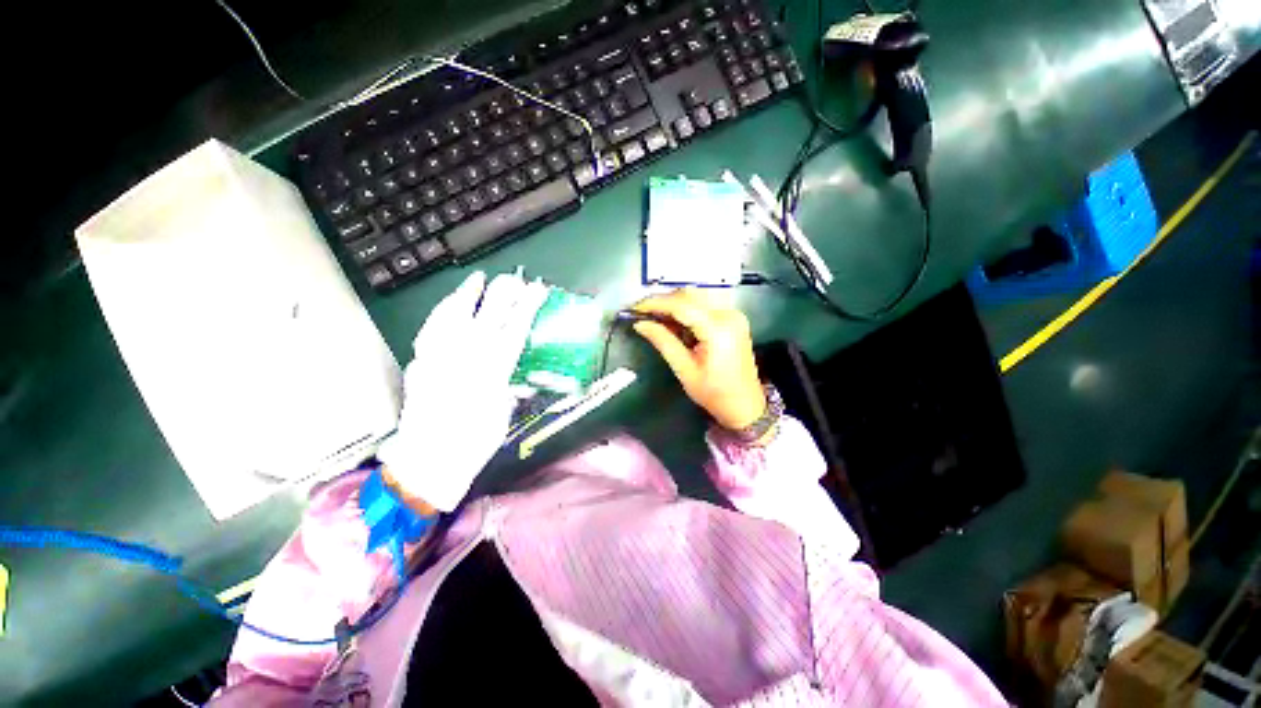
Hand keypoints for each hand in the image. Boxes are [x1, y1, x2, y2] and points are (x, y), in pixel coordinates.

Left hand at [376, 271, 547, 510]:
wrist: (430, 460)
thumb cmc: (475, 442)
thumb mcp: (504, 412)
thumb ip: (509, 387)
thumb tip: (517, 378)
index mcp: (492, 370)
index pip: (514, 329)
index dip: (527, 307)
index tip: (538, 291)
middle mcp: (464, 357)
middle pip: (487, 315)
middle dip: (504, 293)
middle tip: (515, 279)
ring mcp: (438, 356)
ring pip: (453, 315)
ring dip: (468, 295)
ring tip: (477, 279)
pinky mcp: (420, 363)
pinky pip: (430, 329)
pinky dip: (440, 314)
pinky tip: (447, 306)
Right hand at [632, 289, 766, 430]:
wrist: (745, 405)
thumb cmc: (714, 394)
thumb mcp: (684, 370)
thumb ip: (663, 342)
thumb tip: (641, 324)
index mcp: (718, 330)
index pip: (681, 305)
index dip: (655, 304)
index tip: (635, 308)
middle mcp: (729, 315)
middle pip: (690, 294)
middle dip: (664, 300)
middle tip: (643, 313)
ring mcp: (734, 315)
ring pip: (698, 295)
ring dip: (675, 302)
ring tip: (656, 316)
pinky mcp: (734, 318)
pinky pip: (707, 303)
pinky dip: (688, 307)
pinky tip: (675, 320)